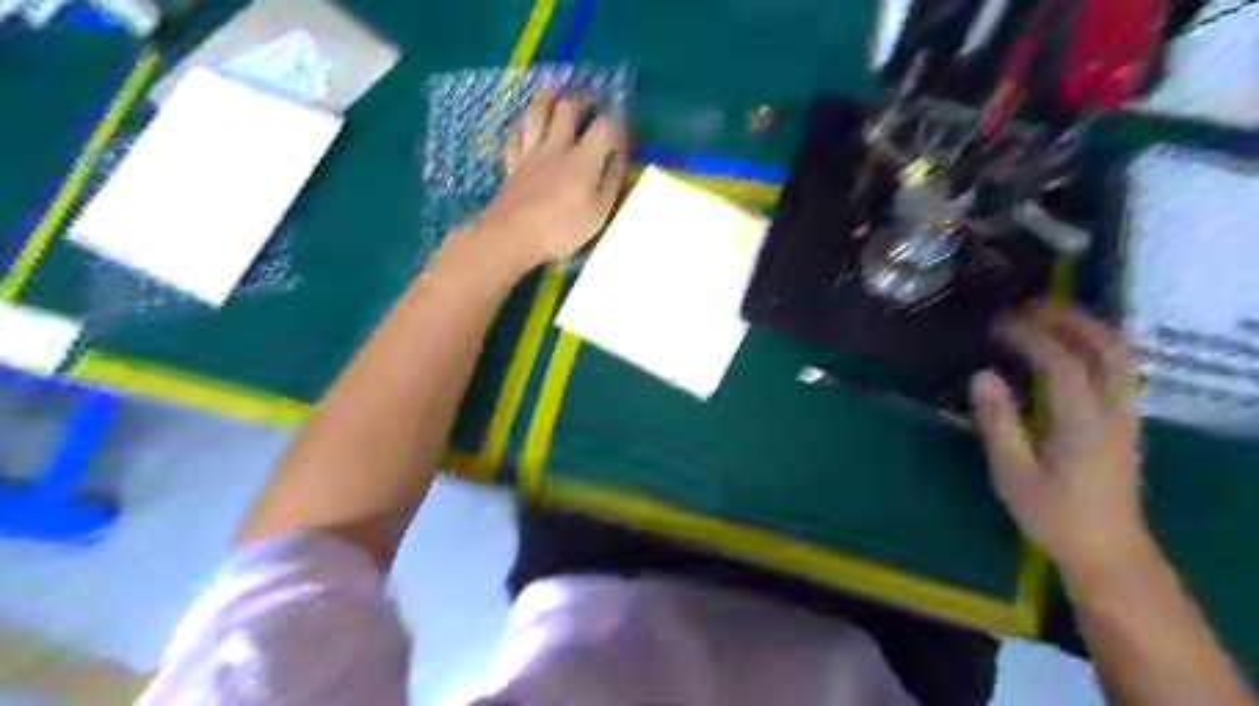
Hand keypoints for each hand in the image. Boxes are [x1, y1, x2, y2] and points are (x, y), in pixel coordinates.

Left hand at [474, 92, 625, 271]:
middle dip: (582, 101)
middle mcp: (557, 147)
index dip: (616, 124)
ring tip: (557, 96)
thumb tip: (619, 159)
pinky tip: (526, 127)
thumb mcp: (598, 212)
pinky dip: (523, 125)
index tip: (621, 134)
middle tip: (591, 103)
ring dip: (548, 99)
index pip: (605, 126)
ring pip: (537, 112)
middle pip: (567, 108)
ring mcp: (531, 152)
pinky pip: (516, 134)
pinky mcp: (513, 163)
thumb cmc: (561, 229)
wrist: (512, 235)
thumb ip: (611, 182)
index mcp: (583, 160)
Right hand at [971, 303, 1149, 577]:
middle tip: (1032, 306)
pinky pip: (1121, 372)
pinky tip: (1074, 347)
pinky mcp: (1127, 425)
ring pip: (1122, 358)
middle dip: (1071, 319)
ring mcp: (1127, 417)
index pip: (1062, 364)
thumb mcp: (1013, 473)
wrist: (1108, 552)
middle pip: (1107, 350)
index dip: (1031, 338)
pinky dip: (1098, 347)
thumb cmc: (1053, 515)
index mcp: (1082, 424)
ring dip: (1089, 329)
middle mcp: (1114, 412)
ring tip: (1051, 316)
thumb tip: (981, 376)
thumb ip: (998, 422)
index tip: (999, 324)